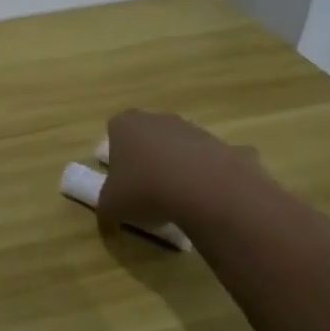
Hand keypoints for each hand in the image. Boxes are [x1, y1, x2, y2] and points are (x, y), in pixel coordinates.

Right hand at [99, 110, 268, 237]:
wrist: (203, 191)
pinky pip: (211, 161)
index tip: (121, 178)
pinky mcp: (223, 145)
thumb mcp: (111, 206)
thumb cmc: (145, 190)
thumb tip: (110, 210)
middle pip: (148, 135)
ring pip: (179, 147)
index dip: (117, 154)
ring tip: (178, 199)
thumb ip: (106, 204)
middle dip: (148, 158)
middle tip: (147, 189)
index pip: (115, 130)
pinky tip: (208, 198)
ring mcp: (193, 130)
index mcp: (125, 125)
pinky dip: (209, 176)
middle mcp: (157, 119)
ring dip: (178, 167)